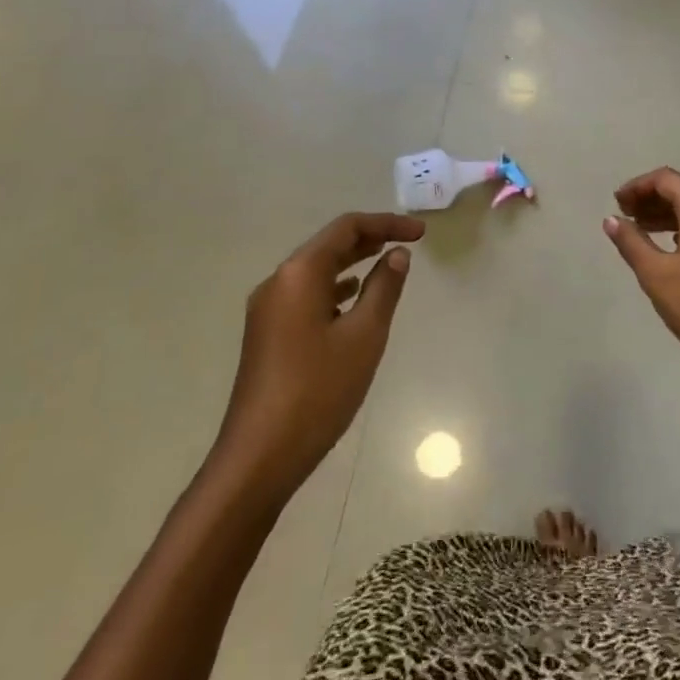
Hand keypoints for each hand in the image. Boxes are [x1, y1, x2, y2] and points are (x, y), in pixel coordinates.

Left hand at [209, 212, 424, 502]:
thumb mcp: (364, 335)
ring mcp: (268, 310)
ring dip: (353, 262)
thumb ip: (384, 288)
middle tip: (408, 243)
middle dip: (370, 239)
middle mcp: (278, 282)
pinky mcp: (267, 334)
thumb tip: (397, 254)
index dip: (386, 223)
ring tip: (387, 264)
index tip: (421, 233)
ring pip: (316, 270)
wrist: (259, 456)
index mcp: (299, 274)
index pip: (346, 228)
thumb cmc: (318, 390)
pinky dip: (335, 287)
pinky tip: (353, 300)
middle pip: (328, 245)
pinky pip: (306, 294)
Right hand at [604, 168, 679, 391]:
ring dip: (669, 215)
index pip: (666, 179)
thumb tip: (612, 219)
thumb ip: (632, 242)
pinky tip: (673, 249)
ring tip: (642, 232)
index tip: (617, 204)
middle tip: (625, 217)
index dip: (638, 186)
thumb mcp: (658, 276)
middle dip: (652, 199)